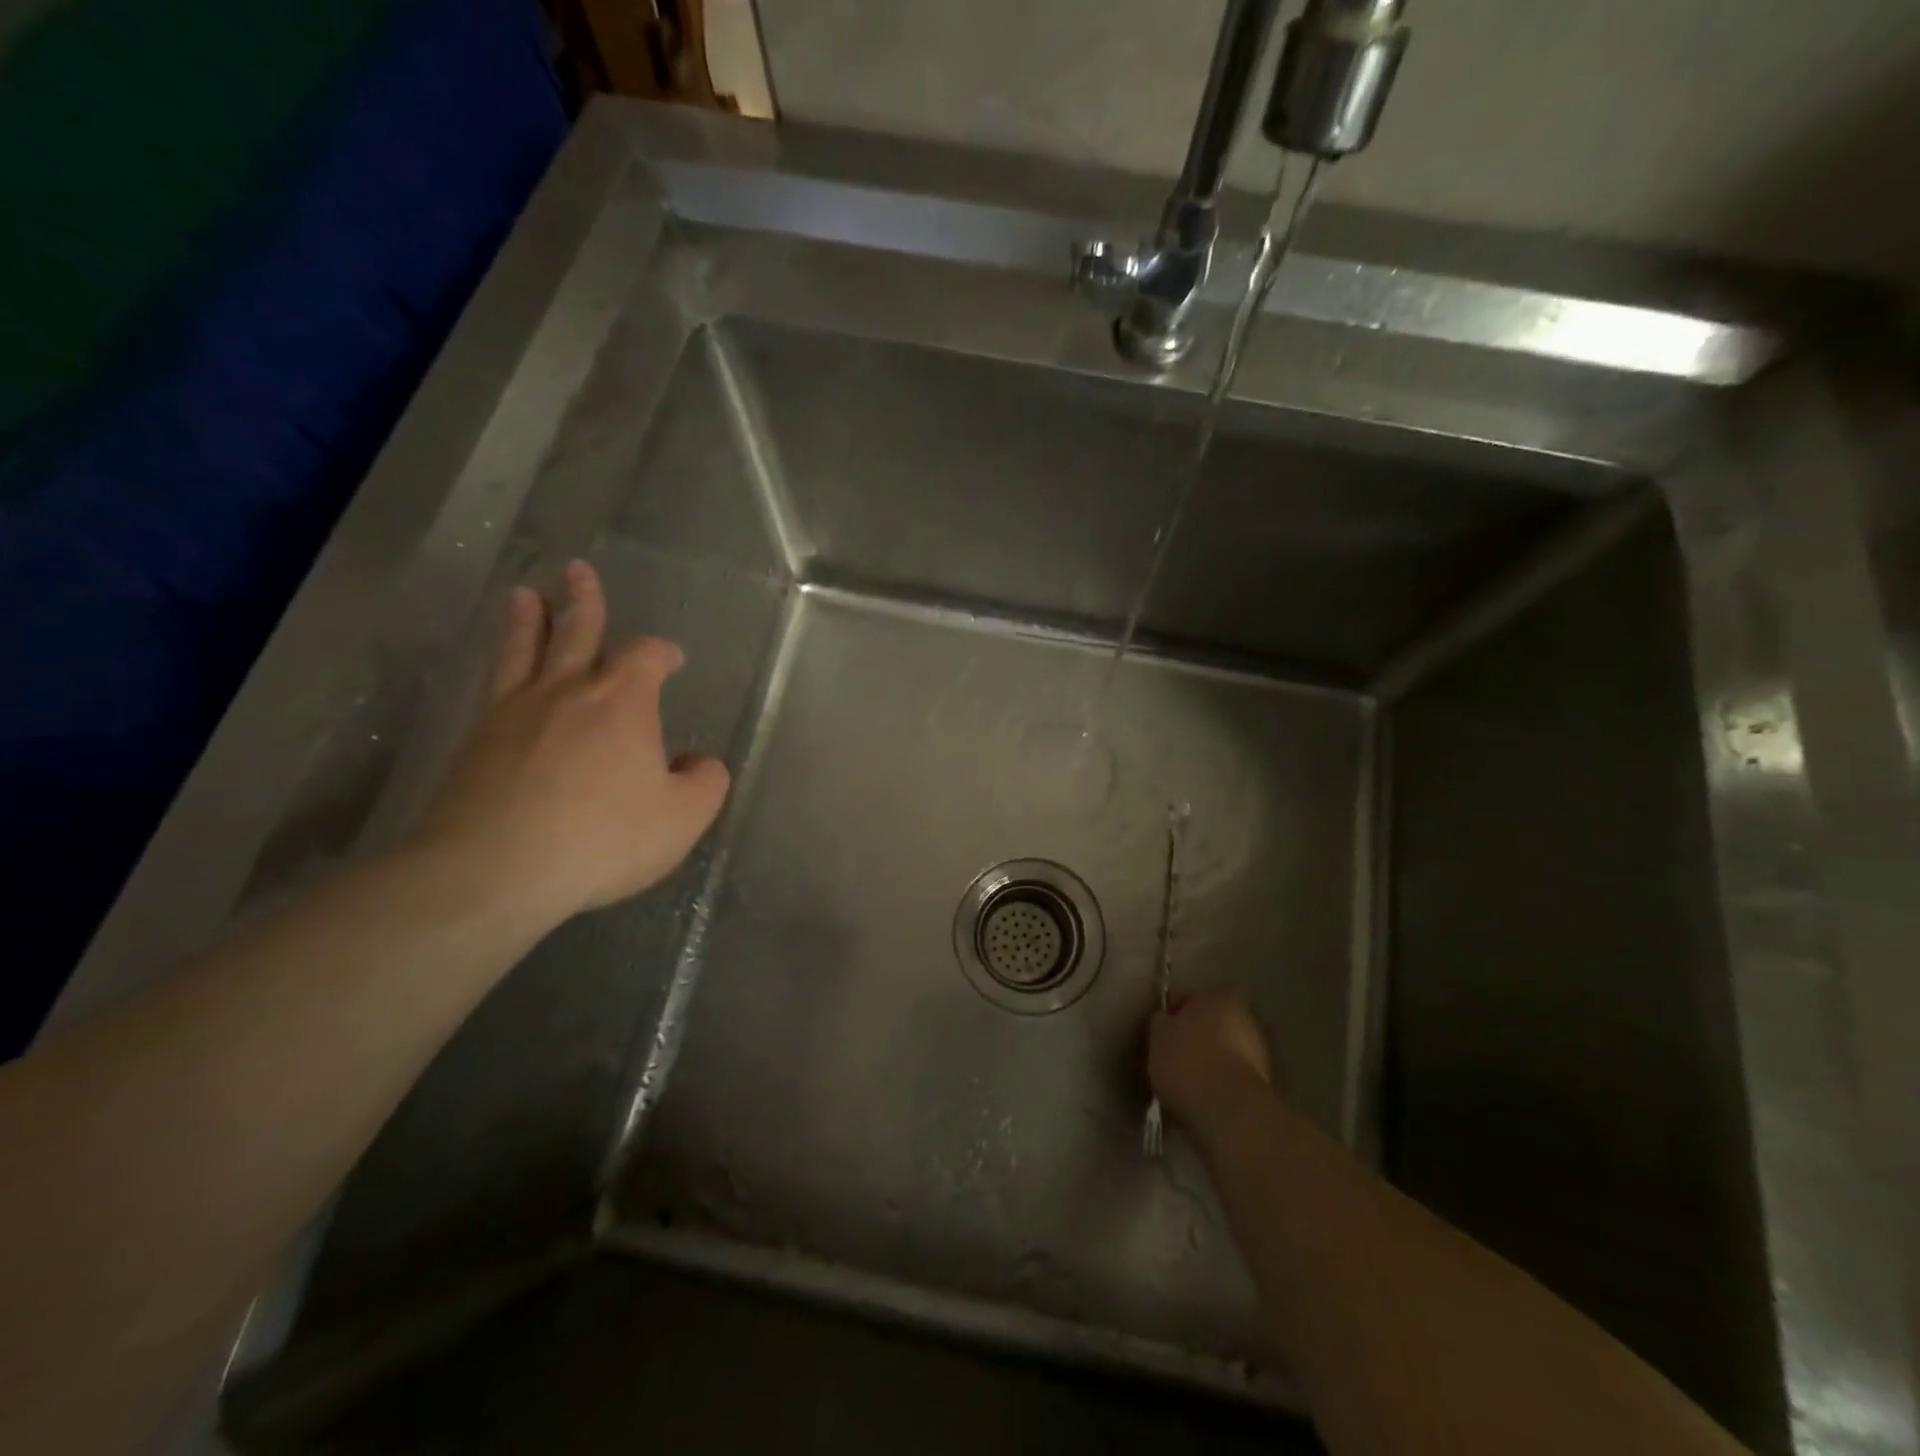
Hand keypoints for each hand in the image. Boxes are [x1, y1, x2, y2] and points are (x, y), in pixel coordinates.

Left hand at [410, 560, 729, 925]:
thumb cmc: (603, 837)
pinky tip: (501, 673)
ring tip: (524, 596)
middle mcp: (567, 692)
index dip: (661, 652)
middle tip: (577, 570)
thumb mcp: (682, 817)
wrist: (494, 869)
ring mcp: (513, 713)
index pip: (645, 656)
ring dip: (528, 621)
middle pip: (576, 632)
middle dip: (583, 601)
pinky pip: (492, 688)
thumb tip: (698, 763)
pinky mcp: (474, 741)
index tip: (671, 658)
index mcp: (623, 702)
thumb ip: (704, 783)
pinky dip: (501, 667)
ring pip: (523, 651)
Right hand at [1148, 987, 1275, 1131]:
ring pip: (1223, 1050)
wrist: (1230, 1112)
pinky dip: (1219, 1083)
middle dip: (1194, 1037)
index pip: (1188, 997)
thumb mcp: (1158, 1035)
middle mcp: (1246, 1016)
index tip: (1158, 1033)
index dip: (1171, 1014)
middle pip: (1210, 1023)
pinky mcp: (1264, 1084)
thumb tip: (1167, 1021)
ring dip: (1208, 1061)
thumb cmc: (1189, 1062)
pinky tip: (1201, 1097)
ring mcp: (1259, 1051)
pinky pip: (1231, 1076)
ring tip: (1184, 1082)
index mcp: (1219, 995)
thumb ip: (1162, 1022)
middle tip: (1170, 1056)